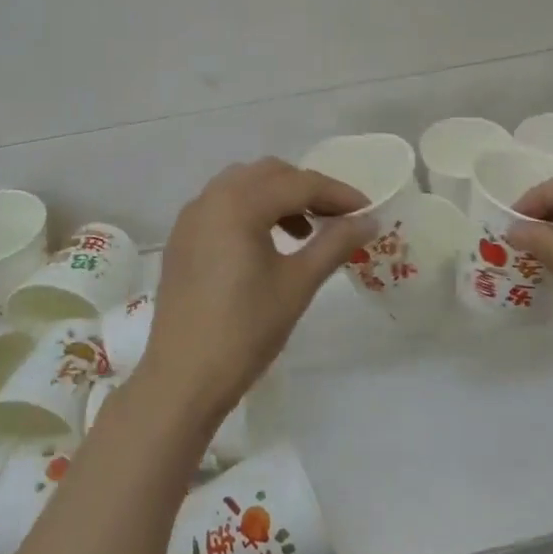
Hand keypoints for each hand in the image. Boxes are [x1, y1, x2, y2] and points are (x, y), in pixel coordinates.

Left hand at [140, 158, 373, 424]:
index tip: (368, 210)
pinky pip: (223, 206)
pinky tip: (268, 244)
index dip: (338, 194)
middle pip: (270, 174)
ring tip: (305, 232)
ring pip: (244, 186)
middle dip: (308, 189)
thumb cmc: (245, 330)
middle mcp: (211, 198)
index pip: (299, 184)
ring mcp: (191, 218)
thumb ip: (335, 243)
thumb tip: (370, 220)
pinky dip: (252, 211)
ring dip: (279, 198)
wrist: (182, 379)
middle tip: (338, 219)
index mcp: (238, 203)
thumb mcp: (297, 284)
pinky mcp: (182, 239)